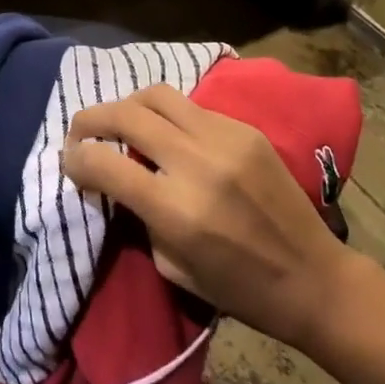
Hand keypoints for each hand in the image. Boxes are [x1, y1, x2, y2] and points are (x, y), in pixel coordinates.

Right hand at [62, 83, 354, 351]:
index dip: (75, 159)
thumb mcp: (171, 265)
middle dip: (90, 119)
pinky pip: (191, 107)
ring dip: (127, 105)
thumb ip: (138, 216)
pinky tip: (167, 132)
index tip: (70, 162)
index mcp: (176, 209)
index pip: (104, 163)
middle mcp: (197, 164)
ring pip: (157, 95)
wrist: (315, 279)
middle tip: (80, 132)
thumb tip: (114, 178)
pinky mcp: (245, 130)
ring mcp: (225, 139)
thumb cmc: (239, 288)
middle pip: (125, 115)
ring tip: (120, 122)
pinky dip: (166, 115)